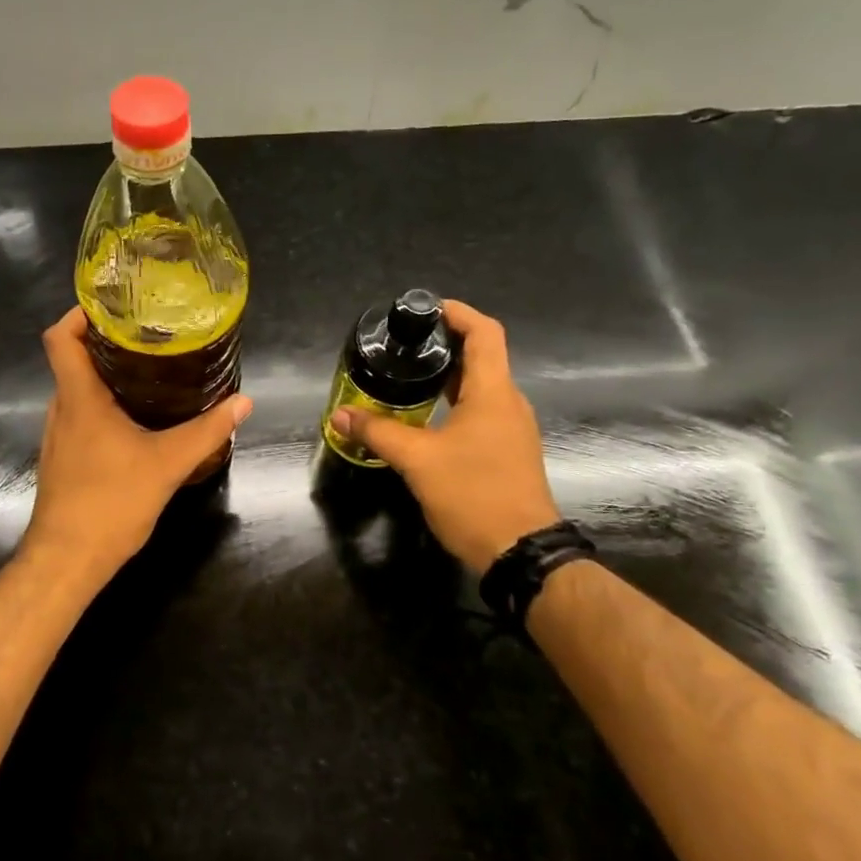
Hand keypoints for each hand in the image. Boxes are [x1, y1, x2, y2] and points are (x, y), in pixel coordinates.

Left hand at [22, 308, 252, 583]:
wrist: (67, 561)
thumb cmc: (110, 503)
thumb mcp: (168, 464)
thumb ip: (207, 431)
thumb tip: (244, 402)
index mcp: (79, 399)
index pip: (60, 337)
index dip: (79, 313)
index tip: (113, 305)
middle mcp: (61, 410)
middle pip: (73, 360)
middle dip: (106, 342)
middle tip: (149, 335)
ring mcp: (57, 436)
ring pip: (77, 391)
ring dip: (106, 376)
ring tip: (149, 371)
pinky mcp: (62, 459)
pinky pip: (80, 417)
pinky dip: (103, 406)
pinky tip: (136, 420)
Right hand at [330, 300, 559, 573]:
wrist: (520, 551)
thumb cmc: (473, 494)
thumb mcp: (417, 460)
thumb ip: (378, 432)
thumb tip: (340, 414)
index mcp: (493, 393)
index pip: (484, 333)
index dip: (458, 313)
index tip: (425, 309)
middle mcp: (508, 403)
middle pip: (482, 357)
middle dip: (445, 344)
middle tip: (404, 344)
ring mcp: (511, 429)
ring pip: (481, 387)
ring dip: (448, 376)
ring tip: (408, 375)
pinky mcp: (507, 451)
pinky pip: (481, 412)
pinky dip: (454, 402)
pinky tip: (425, 417)